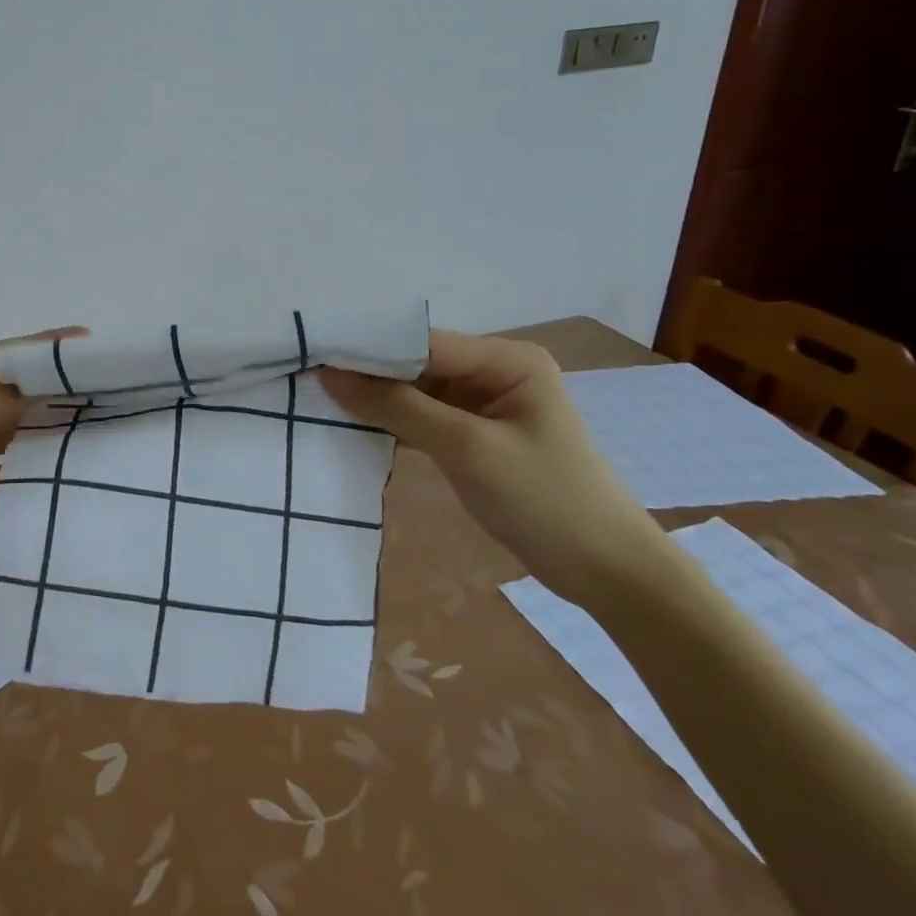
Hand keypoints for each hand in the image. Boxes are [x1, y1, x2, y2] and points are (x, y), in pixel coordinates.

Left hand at [0, 328, 84, 629]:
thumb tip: (33, 395)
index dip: (39, 351)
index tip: (87, 343)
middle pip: (15, 412)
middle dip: (57, 405)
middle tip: (114, 403)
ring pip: (18, 461)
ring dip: (52, 457)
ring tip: (107, 453)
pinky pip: (9, 510)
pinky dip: (36, 508)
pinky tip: (74, 507)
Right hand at [321, 330, 670, 604]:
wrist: (609, 573)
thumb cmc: (546, 501)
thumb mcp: (466, 449)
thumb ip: (397, 408)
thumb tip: (330, 376)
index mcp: (506, 359)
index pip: (422, 342)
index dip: (368, 350)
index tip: (312, 358)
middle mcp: (493, 371)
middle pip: (415, 364)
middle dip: (367, 375)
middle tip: (307, 380)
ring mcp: (484, 404)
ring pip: (415, 391)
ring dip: (375, 400)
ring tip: (318, 401)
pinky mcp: (475, 435)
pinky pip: (423, 417)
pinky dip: (393, 423)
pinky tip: (352, 427)